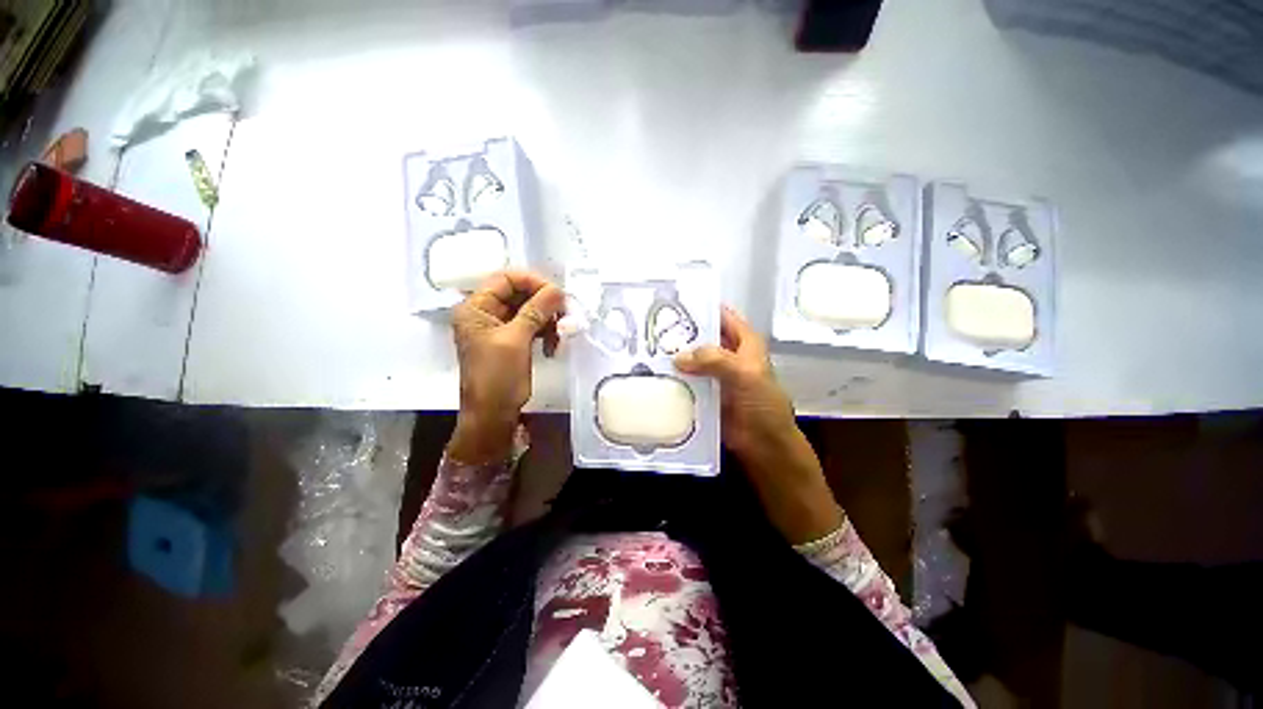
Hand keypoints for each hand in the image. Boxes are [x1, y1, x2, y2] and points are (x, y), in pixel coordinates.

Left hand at [449, 270, 564, 463]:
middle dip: (544, 303)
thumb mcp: (516, 340)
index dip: (532, 281)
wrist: (493, 414)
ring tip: (562, 332)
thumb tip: (557, 289)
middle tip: (565, 313)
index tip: (556, 293)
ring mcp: (498, 328)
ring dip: (547, 318)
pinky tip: (554, 343)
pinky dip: (545, 331)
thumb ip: (536, 310)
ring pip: (528, 310)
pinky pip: (531, 326)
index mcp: (475, 308)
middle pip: (518, 293)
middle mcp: (485, 313)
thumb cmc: (497, 377)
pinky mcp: (511, 341)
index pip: (505, 279)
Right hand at [674, 306, 842, 543]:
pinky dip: (675, 378)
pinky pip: (688, 381)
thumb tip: (678, 357)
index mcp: (745, 343)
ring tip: (647, 350)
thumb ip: (715, 360)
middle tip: (652, 328)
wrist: (764, 445)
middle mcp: (729, 355)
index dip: (702, 307)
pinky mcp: (706, 394)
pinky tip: (655, 375)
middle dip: (681, 333)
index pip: (722, 316)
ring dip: (675, 357)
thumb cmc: (762, 406)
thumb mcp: (745, 374)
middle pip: (703, 337)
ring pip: (693, 359)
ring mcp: (716, 375)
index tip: (673, 301)